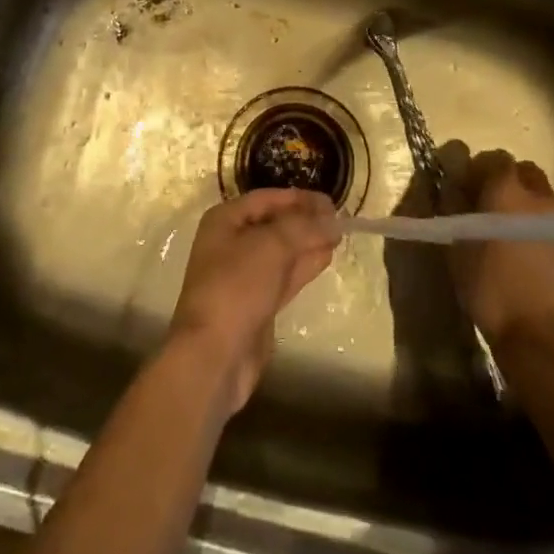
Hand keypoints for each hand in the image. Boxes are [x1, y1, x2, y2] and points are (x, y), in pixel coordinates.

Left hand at [167, 189, 340, 413]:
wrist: (215, 355)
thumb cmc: (237, 287)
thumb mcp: (272, 246)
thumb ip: (304, 227)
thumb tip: (332, 218)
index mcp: (225, 220)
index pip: (267, 199)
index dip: (299, 198)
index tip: (331, 202)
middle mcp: (231, 243)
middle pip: (274, 224)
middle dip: (306, 221)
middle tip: (339, 220)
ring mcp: (243, 275)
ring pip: (281, 251)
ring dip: (308, 243)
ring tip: (338, 236)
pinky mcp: (256, 303)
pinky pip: (283, 276)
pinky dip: (304, 265)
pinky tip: (326, 258)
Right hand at [440, 144, 553, 357]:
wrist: (543, 341)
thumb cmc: (491, 291)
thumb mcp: (458, 252)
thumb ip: (455, 213)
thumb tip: (454, 191)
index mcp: (507, 192)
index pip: (496, 159)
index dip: (482, 170)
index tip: (471, 188)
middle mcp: (542, 198)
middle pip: (527, 173)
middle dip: (512, 183)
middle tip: (494, 208)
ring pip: (548, 202)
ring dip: (532, 210)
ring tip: (518, 239)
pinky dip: (550, 237)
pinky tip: (539, 264)